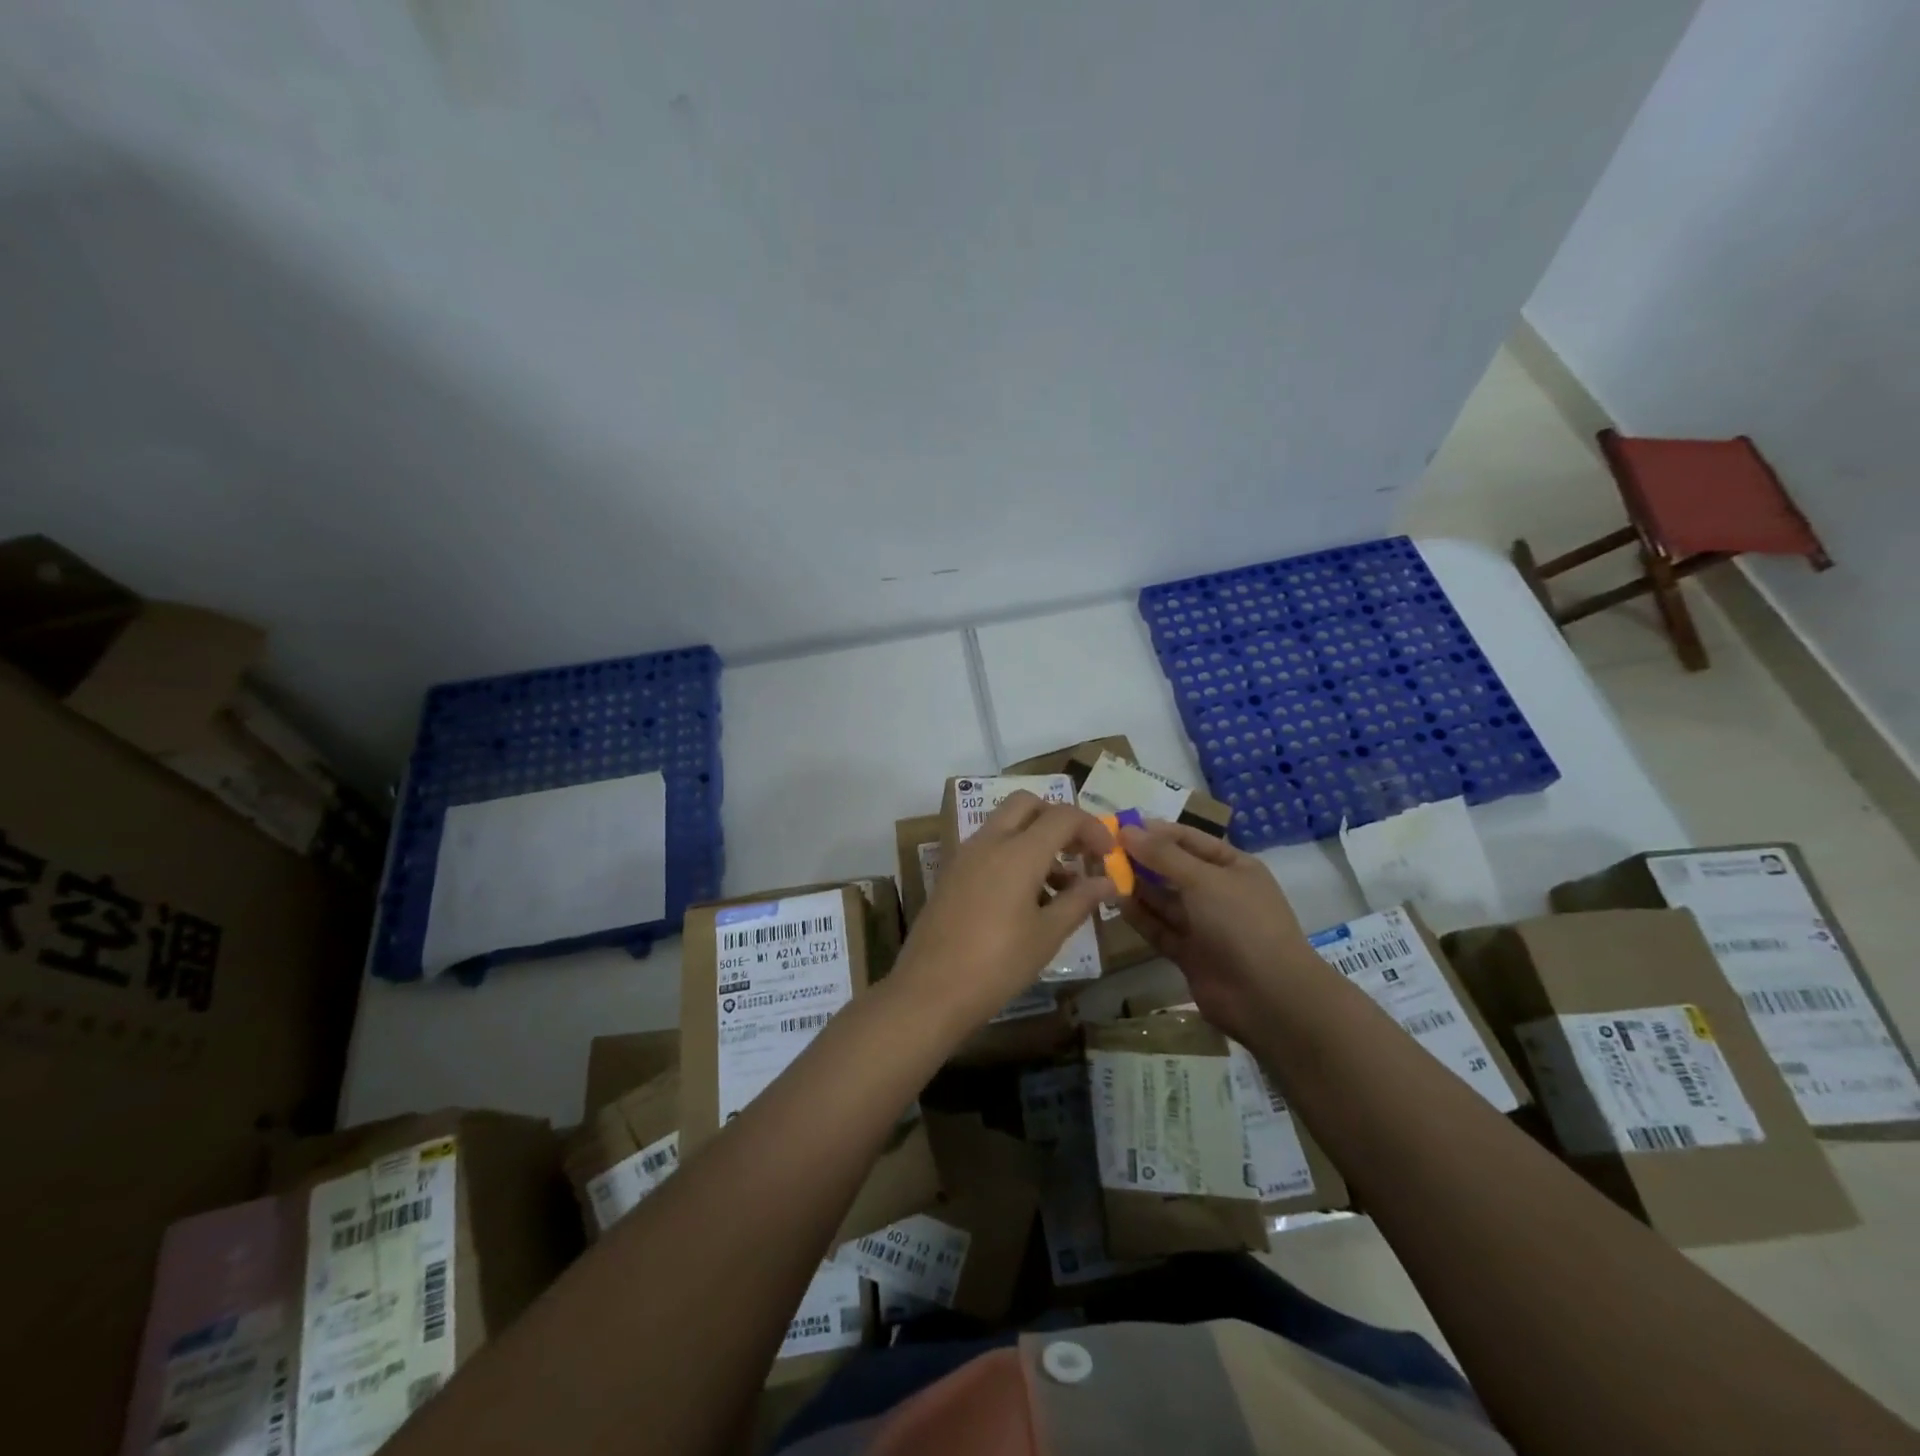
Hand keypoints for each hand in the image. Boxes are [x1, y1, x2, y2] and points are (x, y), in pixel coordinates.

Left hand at [894, 792, 1113, 1032]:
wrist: (929, 991)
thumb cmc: (997, 964)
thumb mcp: (1047, 935)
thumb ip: (1079, 901)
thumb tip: (1107, 882)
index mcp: (1018, 851)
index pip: (1062, 816)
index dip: (1092, 828)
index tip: (1108, 855)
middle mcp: (989, 842)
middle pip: (1027, 804)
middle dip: (1057, 820)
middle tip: (1078, 853)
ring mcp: (965, 855)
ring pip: (1005, 825)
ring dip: (1035, 839)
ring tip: (1059, 887)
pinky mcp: (951, 874)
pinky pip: (988, 847)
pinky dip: (1012, 855)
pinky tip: (1026, 898)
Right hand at [1119, 820, 1314, 1044]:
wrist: (1269, 997)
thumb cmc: (1242, 923)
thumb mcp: (1203, 879)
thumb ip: (1163, 855)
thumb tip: (1128, 830)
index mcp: (1233, 867)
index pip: (1190, 839)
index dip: (1156, 831)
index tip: (1119, 826)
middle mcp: (1218, 892)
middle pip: (1174, 869)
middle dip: (1142, 859)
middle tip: (1103, 850)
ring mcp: (1204, 925)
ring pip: (1164, 900)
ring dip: (1137, 887)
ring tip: (1102, 874)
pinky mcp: (1189, 953)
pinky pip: (1160, 928)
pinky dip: (1140, 917)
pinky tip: (1116, 903)